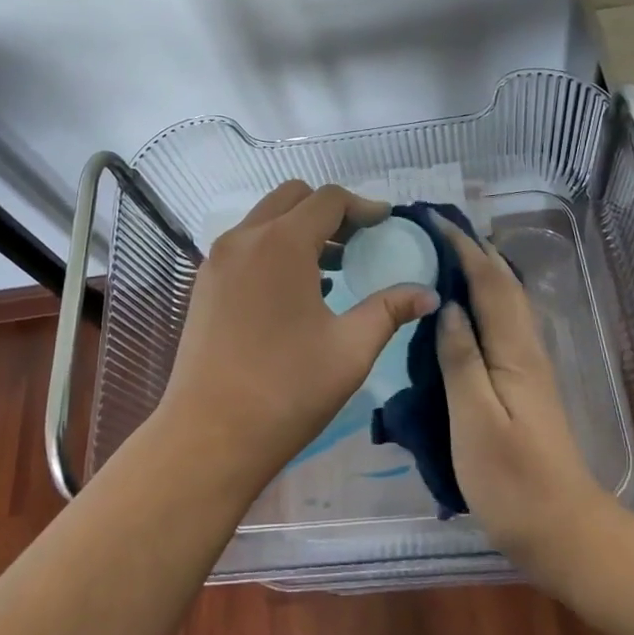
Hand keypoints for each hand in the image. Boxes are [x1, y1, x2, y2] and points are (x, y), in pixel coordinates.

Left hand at [159, 181, 437, 494]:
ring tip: (334, 268)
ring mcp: (218, 259)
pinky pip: (246, 245)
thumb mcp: (350, 349)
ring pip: (266, 219)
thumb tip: (428, 294)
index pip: (328, 199)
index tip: (386, 224)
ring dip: (301, 229)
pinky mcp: (204, 283)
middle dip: (330, 211)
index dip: (363, 206)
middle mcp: (245, 238)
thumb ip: (390, 309)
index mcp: (281, 242)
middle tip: (359, 242)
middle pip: (293, 197)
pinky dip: (274, 248)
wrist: (208, 437)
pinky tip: (297, 291)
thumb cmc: (286, 390)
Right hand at [434, 224, 613, 574]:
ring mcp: (529, 366)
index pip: (487, 282)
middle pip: (502, 283)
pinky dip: (484, 297)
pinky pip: (502, 321)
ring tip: (446, 253)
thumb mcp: (475, 421)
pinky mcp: (526, 384)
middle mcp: (526, 348)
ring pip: (506, 300)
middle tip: (435, 227)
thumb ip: (460, 360)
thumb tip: (447, 305)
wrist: (565, 533)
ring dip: (480, 268)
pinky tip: (465, 307)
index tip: (432, 219)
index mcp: (513, 351)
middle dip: (473, 248)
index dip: (461, 247)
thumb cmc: (513, 482)